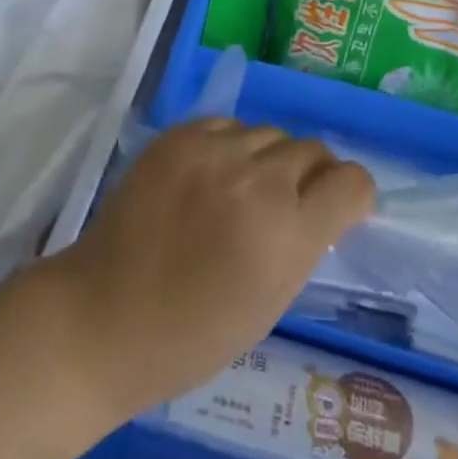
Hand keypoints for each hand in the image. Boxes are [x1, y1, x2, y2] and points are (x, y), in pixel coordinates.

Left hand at [49, 119, 374, 415]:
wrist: (105, 315)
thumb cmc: (194, 333)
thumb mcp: (271, 300)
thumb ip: (304, 242)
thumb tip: (321, 203)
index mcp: (288, 233)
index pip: (352, 182)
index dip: (352, 196)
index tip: (338, 209)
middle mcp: (258, 180)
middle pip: (313, 150)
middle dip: (311, 176)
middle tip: (286, 203)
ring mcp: (215, 151)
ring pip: (271, 133)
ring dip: (269, 160)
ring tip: (241, 190)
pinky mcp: (181, 135)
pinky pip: (229, 126)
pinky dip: (230, 147)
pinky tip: (210, 177)